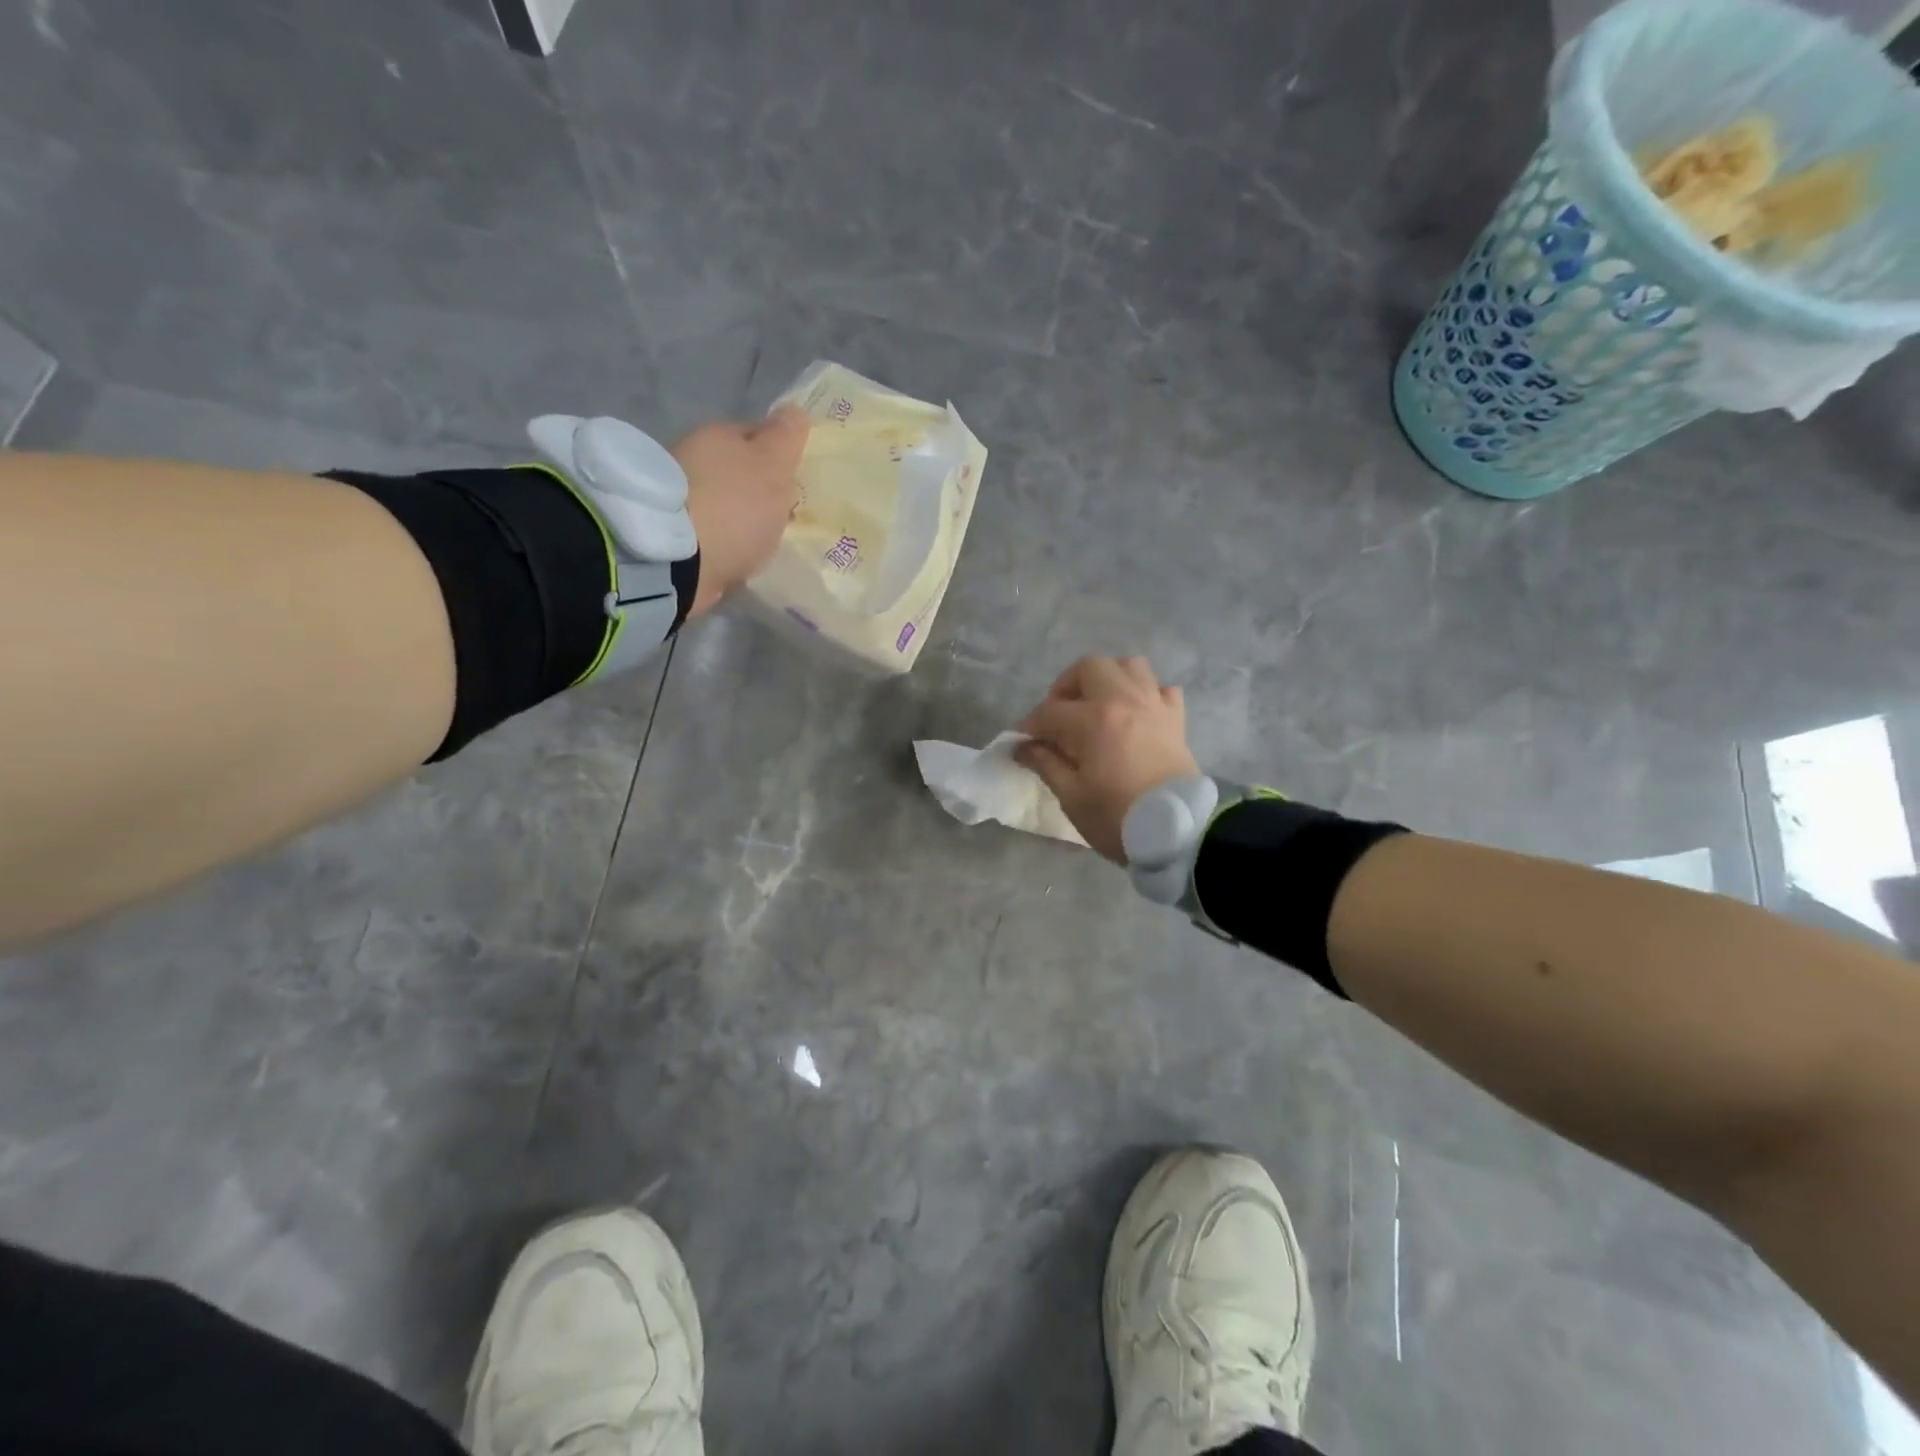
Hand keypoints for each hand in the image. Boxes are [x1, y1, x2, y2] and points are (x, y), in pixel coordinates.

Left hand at [674, 406, 809, 615]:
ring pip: (720, 499)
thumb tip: (793, 411)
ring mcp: (677, 496)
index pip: (756, 433)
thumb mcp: (772, 466)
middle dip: (755, 486)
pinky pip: (707, 530)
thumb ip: (785, 438)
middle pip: (735, 468)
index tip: (795, 479)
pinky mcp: (671, 532)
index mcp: (717, 434)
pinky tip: (735, 554)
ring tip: (758, 539)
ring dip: (737, 514)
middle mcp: (691, 456)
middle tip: (780, 513)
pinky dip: (721, 539)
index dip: (778, 453)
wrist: (679, 560)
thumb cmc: (735, 507)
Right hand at [1014, 656, 1200, 863]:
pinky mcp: (1176, 719)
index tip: (1023, 742)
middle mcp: (1125, 700)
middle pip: (1090, 667)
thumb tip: (1022, 747)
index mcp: (1094, 720)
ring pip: (1129, 666)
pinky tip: (1135, 714)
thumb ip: (1045, 764)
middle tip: (1059, 715)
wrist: (1177, 832)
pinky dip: (1145, 693)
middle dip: (1067, 686)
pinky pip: (1161, 689)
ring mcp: (1154, 705)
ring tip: (1097, 705)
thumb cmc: (1117, 817)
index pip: (1050, 711)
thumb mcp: (1071, 796)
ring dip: (1108, 678)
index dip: (1031, 725)